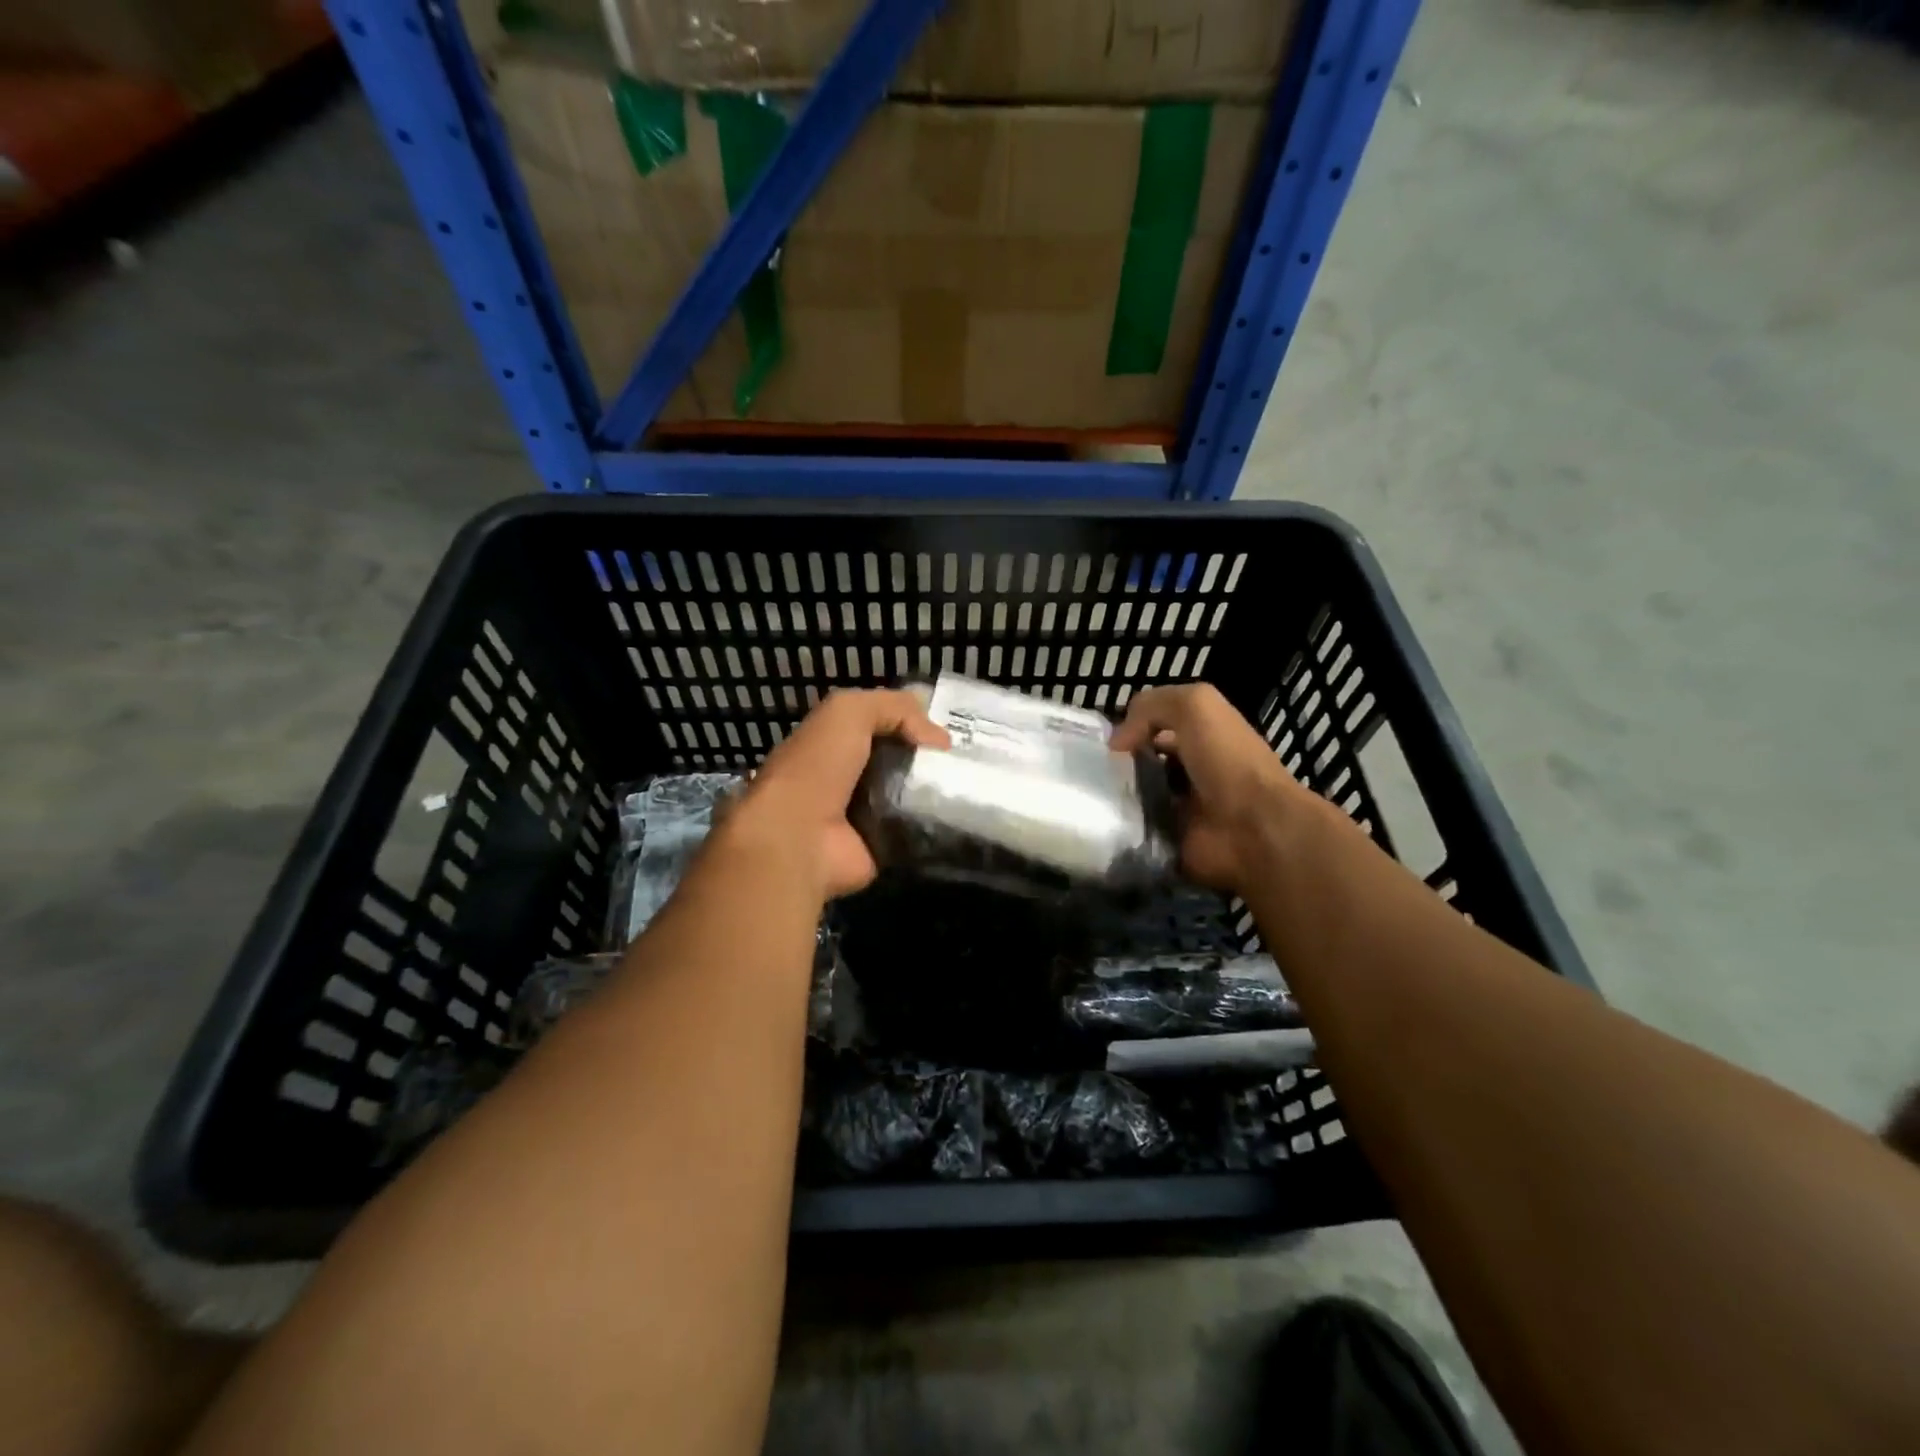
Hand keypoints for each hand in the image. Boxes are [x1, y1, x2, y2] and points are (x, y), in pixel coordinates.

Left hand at [725, 688, 948, 900]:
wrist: (798, 837)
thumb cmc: (818, 766)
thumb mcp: (849, 712)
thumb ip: (893, 707)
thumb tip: (938, 738)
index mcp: (834, 743)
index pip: (881, 725)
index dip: (914, 723)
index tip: (947, 731)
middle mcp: (850, 778)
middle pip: (902, 761)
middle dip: (932, 759)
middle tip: (964, 760)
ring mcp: (866, 816)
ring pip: (914, 795)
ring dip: (938, 791)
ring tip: (967, 786)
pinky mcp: (881, 847)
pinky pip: (917, 830)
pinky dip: (936, 825)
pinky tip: (958, 816)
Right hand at [1110, 684, 1309, 893]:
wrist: (1256, 830)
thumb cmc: (1228, 761)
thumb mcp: (1196, 706)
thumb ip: (1151, 707)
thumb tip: (1117, 743)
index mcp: (1202, 736)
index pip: (1155, 727)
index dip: (1129, 729)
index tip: (1102, 743)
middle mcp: (1191, 771)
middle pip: (1140, 763)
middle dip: (1114, 765)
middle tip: (1091, 771)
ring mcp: (1181, 809)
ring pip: (1133, 797)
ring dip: (1112, 796)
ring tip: (1091, 797)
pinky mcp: (1171, 842)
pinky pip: (1135, 832)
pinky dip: (1118, 828)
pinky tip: (1104, 822)